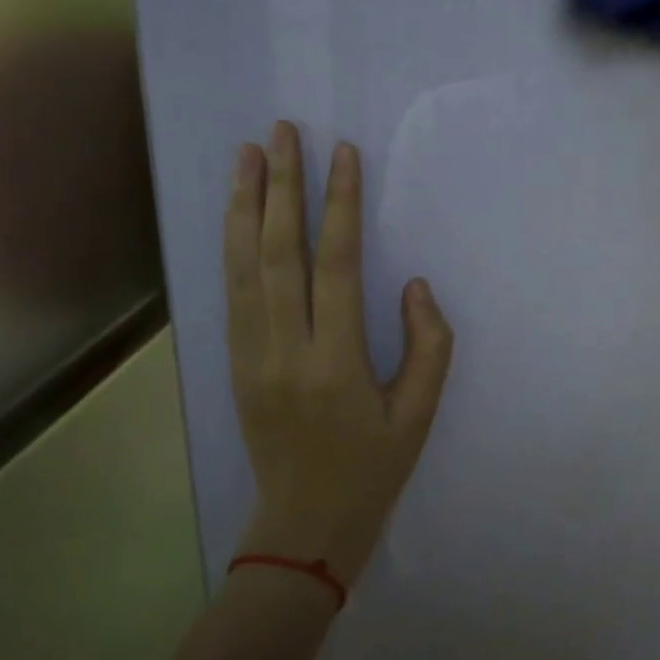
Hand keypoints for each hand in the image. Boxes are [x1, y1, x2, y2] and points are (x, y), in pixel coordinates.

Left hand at [225, 121, 453, 586]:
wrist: (303, 527)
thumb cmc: (372, 469)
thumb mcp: (420, 415)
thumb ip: (428, 345)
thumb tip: (413, 285)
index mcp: (334, 363)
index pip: (335, 265)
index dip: (339, 205)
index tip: (341, 154)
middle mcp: (283, 350)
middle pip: (277, 252)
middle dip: (280, 186)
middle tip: (281, 132)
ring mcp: (249, 355)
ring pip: (241, 266)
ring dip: (244, 205)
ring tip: (246, 154)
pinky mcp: (233, 362)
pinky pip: (230, 292)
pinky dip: (231, 245)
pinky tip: (235, 214)